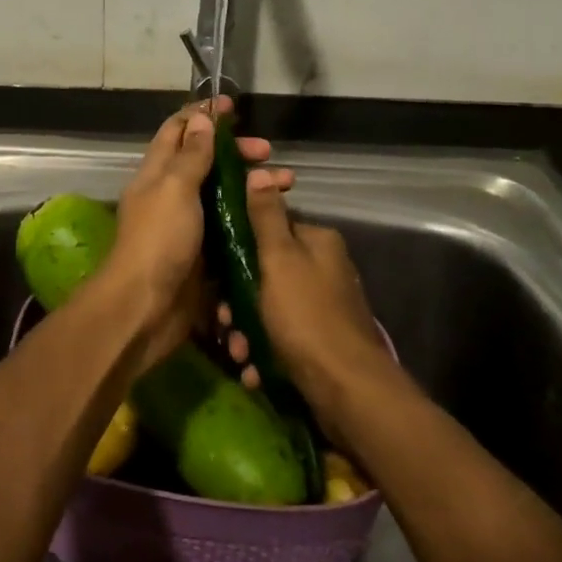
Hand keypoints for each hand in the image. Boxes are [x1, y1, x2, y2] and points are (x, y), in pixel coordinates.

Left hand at [104, 98, 289, 367]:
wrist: (147, 308)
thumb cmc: (159, 240)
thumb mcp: (174, 188)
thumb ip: (190, 155)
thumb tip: (200, 117)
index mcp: (157, 173)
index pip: (177, 131)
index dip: (202, 114)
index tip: (232, 105)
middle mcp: (171, 195)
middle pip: (206, 161)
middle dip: (237, 151)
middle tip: (269, 152)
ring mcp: (189, 226)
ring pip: (224, 194)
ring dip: (252, 183)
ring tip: (286, 184)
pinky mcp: (205, 254)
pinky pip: (231, 227)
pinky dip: (252, 217)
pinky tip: (277, 216)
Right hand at [220, 174, 390, 416]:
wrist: (346, 388)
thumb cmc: (306, 316)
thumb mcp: (279, 260)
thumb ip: (266, 218)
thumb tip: (259, 173)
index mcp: (317, 242)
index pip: (270, 227)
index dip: (238, 246)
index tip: (215, 271)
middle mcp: (324, 268)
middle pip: (267, 271)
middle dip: (238, 298)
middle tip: (223, 321)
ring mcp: (325, 305)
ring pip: (271, 307)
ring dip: (247, 330)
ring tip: (238, 352)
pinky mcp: (322, 340)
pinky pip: (283, 336)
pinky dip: (265, 350)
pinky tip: (253, 370)